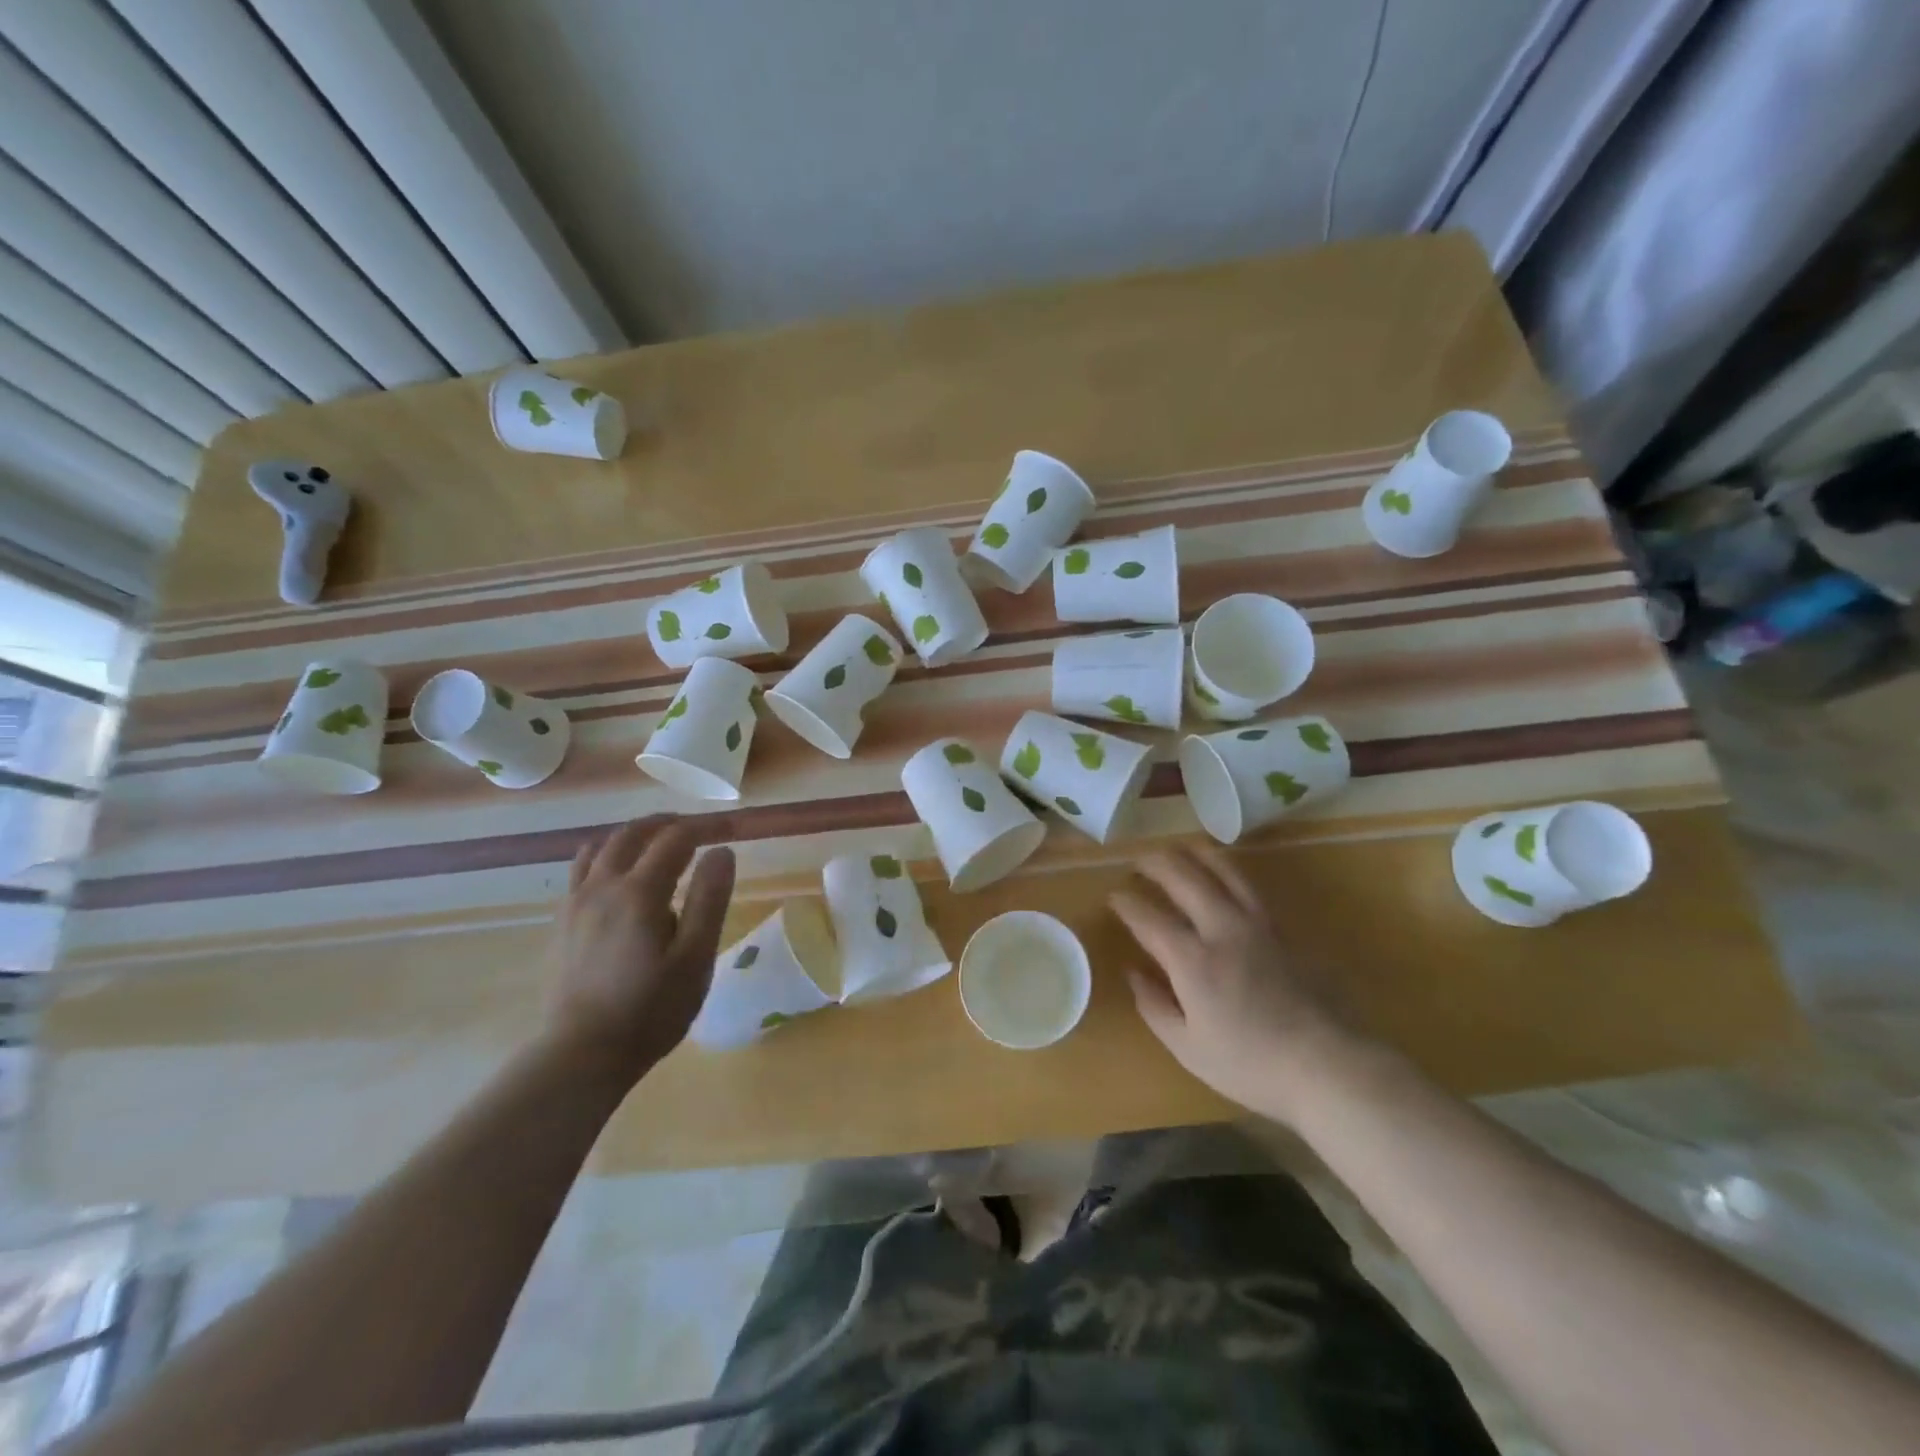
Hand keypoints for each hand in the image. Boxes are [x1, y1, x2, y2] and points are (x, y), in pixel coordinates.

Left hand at [541, 816, 735, 1084]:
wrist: (580, 1056)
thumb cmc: (650, 1010)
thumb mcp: (695, 958)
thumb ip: (710, 900)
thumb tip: (721, 851)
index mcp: (639, 892)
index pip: (676, 839)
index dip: (706, 826)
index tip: (733, 827)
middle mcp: (603, 886)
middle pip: (633, 833)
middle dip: (669, 823)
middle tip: (698, 828)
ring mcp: (575, 904)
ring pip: (601, 847)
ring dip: (634, 835)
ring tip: (658, 844)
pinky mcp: (561, 923)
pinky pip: (582, 870)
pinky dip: (607, 856)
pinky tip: (620, 878)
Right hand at [1110, 844, 1361, 1124]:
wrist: (1328, 1066)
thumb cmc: (1251, 1065)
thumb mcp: (1188, 1048)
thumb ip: (1154, 1006)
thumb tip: (1133, 973)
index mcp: (1192, 961)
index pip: (1148, 918)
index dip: (1126, 903)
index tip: (1113, 897)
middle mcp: (1222, 930)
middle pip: (1183, 878)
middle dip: (1155, 864)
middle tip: (1139, 863)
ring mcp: (1257, 925)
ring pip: (1222, 870)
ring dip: (1194, 854)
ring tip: (1178, 848)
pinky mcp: (1283, 929)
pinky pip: (1249, 886)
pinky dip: (1227, 869)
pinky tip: (1221, 870)